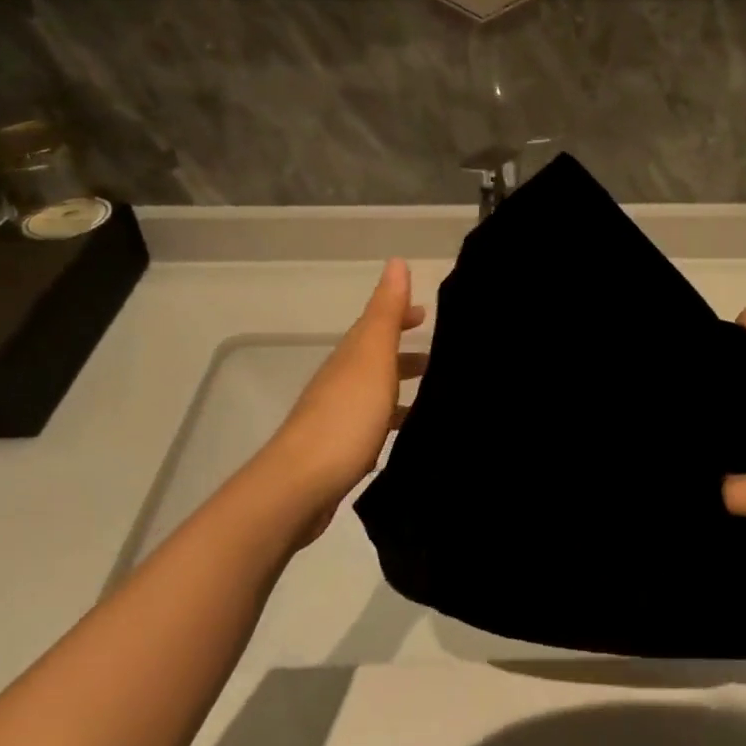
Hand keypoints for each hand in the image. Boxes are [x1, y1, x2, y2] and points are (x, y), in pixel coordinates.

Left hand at [263, 259, 426, 535]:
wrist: (302, 484)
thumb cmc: (345, 416)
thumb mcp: (372, 356)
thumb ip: (386, 313)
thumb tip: (396, 262)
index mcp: (351, 356)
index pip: (377, 324)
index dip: (401, 315)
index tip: (429, 313)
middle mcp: (342, 381)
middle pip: (376, 358)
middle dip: (405, 352)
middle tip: (443, 356)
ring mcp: (339, 417)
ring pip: (376, 392)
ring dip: (402, 387)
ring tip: (437, 396)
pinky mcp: (342, 451)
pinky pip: (374, 423)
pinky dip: (393, 419)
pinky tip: (409, 435)